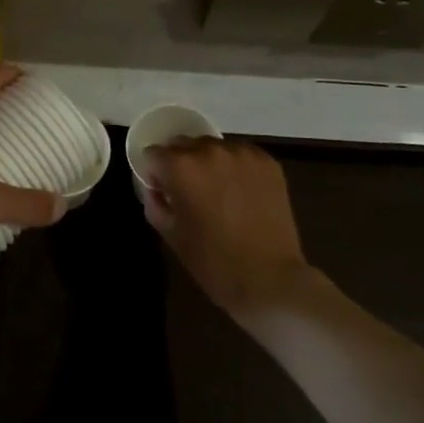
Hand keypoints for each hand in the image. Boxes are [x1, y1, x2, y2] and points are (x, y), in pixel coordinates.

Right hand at [139, 138, 313, 322]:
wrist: (269, 278)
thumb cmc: (213, 261)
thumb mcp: (171, 234)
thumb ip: (155, 202)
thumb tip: (156, 189)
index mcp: (181, 167)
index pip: (154, 154)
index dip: (154, 174)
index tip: (163, 192)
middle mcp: (210, 150)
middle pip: (183, 144)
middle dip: (180, 164)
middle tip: (190, 192)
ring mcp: (242, 154)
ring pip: (213, 147)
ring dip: (209, 163)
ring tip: (219, 192)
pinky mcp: (267, 162)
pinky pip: (240, 155)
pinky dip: (235, 167)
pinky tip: (242, 192)